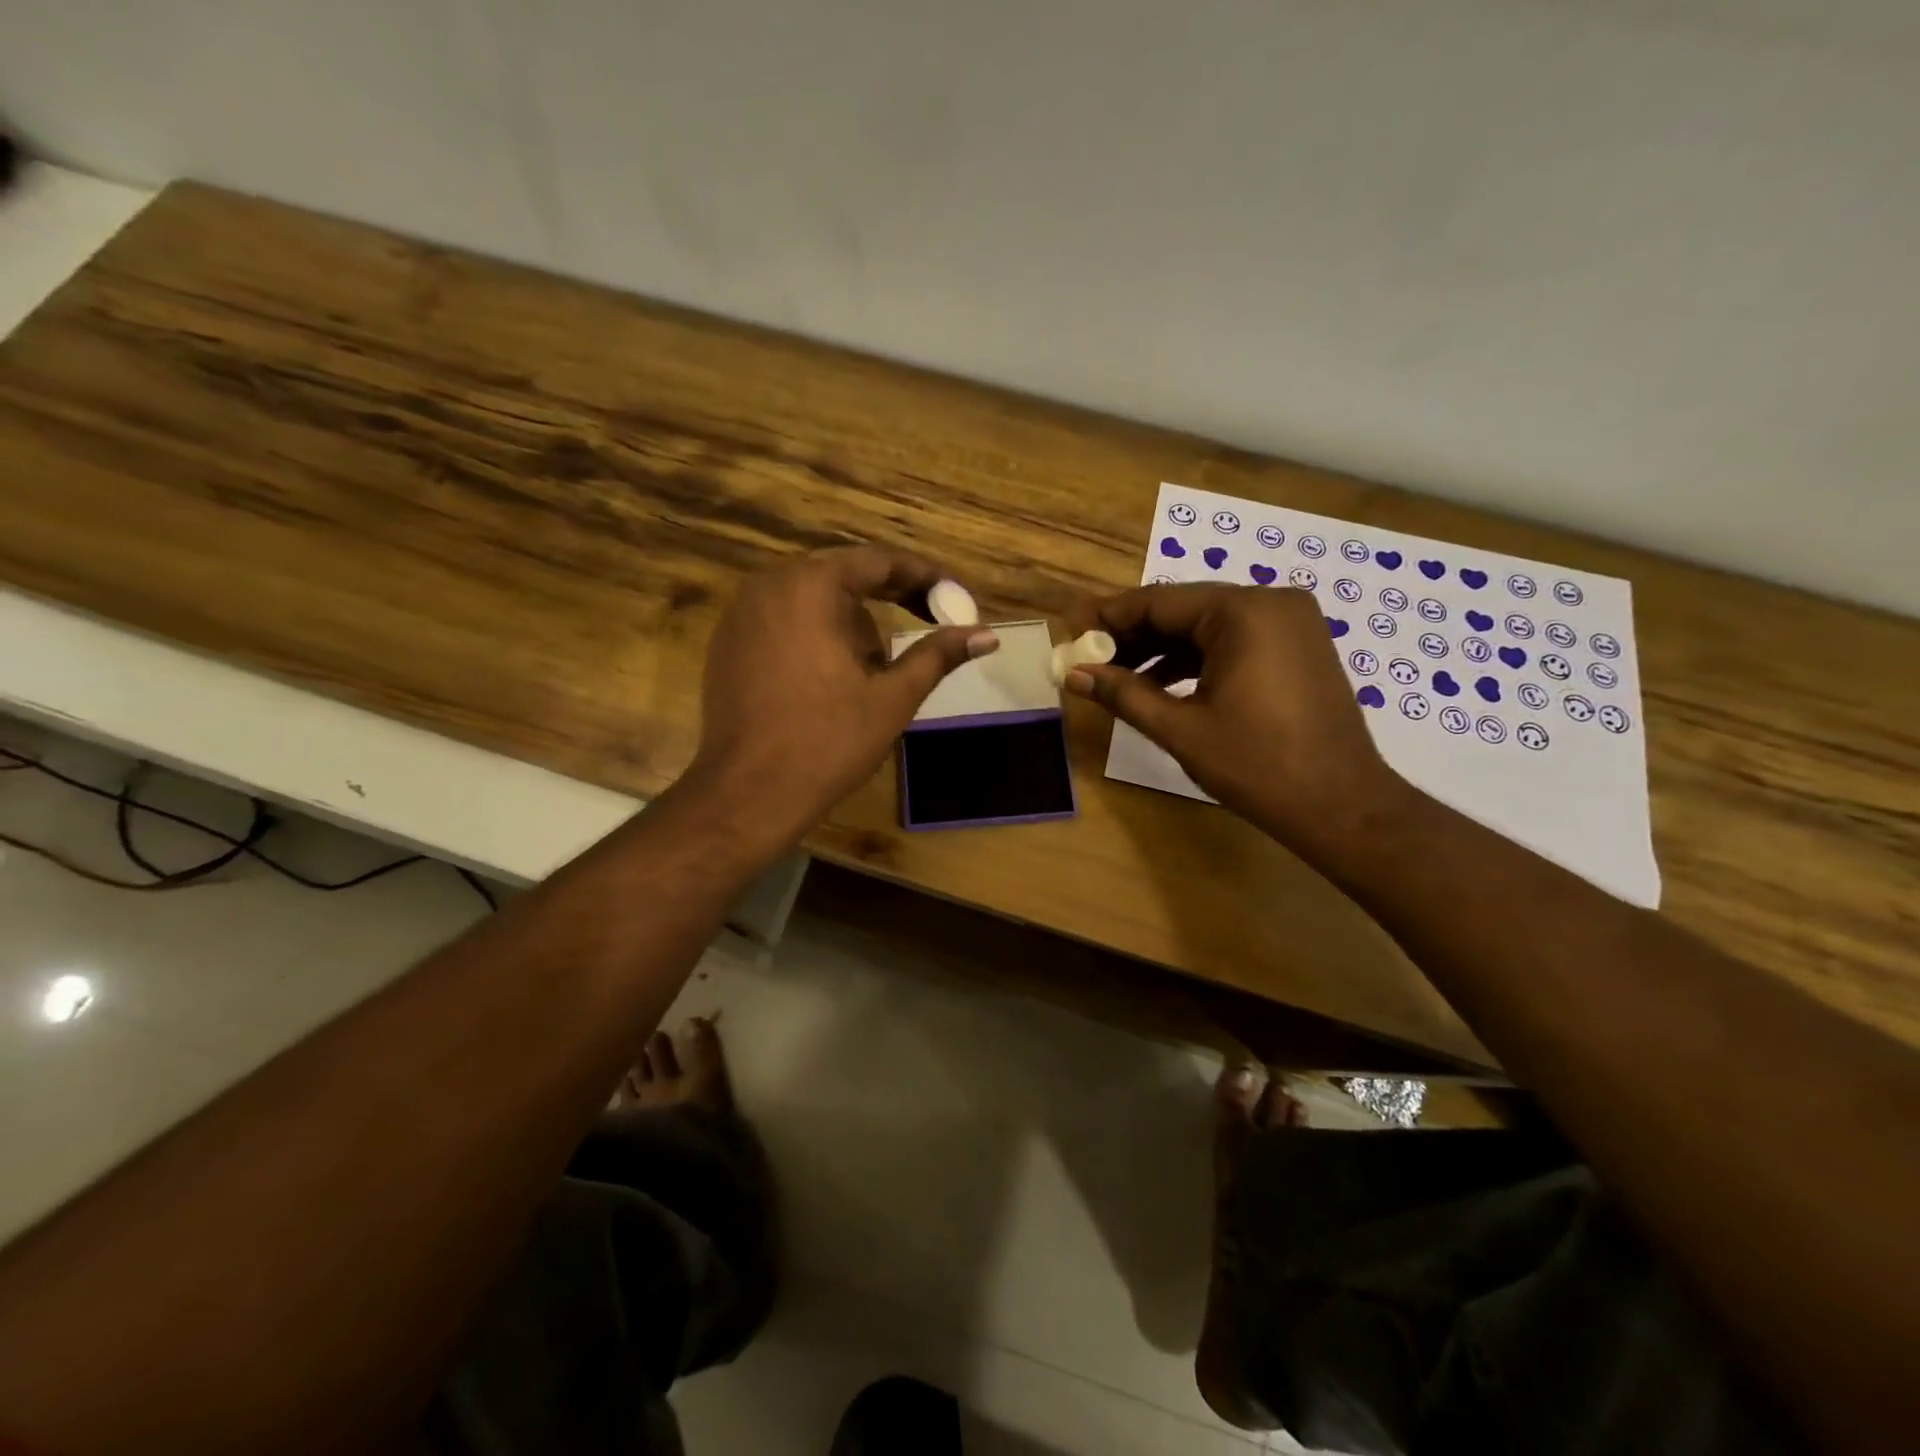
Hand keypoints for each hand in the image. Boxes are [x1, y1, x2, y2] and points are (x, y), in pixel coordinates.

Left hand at [687, 546, 997, 844]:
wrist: (747, 793)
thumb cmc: (827, 742)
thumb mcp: (892, 697)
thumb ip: (938, 655)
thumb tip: (988, 636)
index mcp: (811, 587)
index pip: (878, 562)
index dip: (923, 576)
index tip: (954, 595)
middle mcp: (770, 585)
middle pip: (844, 576)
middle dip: (889, 598)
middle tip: (929, 621)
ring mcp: (742, 614)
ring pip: (813, 600)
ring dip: (851, 621)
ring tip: (875, 667)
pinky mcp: (728, 643)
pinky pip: (785, 621)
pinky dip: (817, 635)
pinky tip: (832, 677)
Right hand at [1065, 583, 1409, 856]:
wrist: (1341, 806)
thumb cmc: (1257, 766)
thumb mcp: (1180, 729)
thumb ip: (1123, 694)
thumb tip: (1073, 674)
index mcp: (1243, 612)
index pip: (1158, 602)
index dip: (1109, 618)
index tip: (1072, 631)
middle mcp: (1270, 602)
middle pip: (1183, 610)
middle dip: (1134, 635)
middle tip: (1089, 659)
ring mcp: (1290, 623)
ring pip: (1208, 626)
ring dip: (1162, 649)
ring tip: (1118, 677)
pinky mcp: (1298, 646)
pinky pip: (1234, 640)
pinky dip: (1196, 659)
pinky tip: (1162, 684)